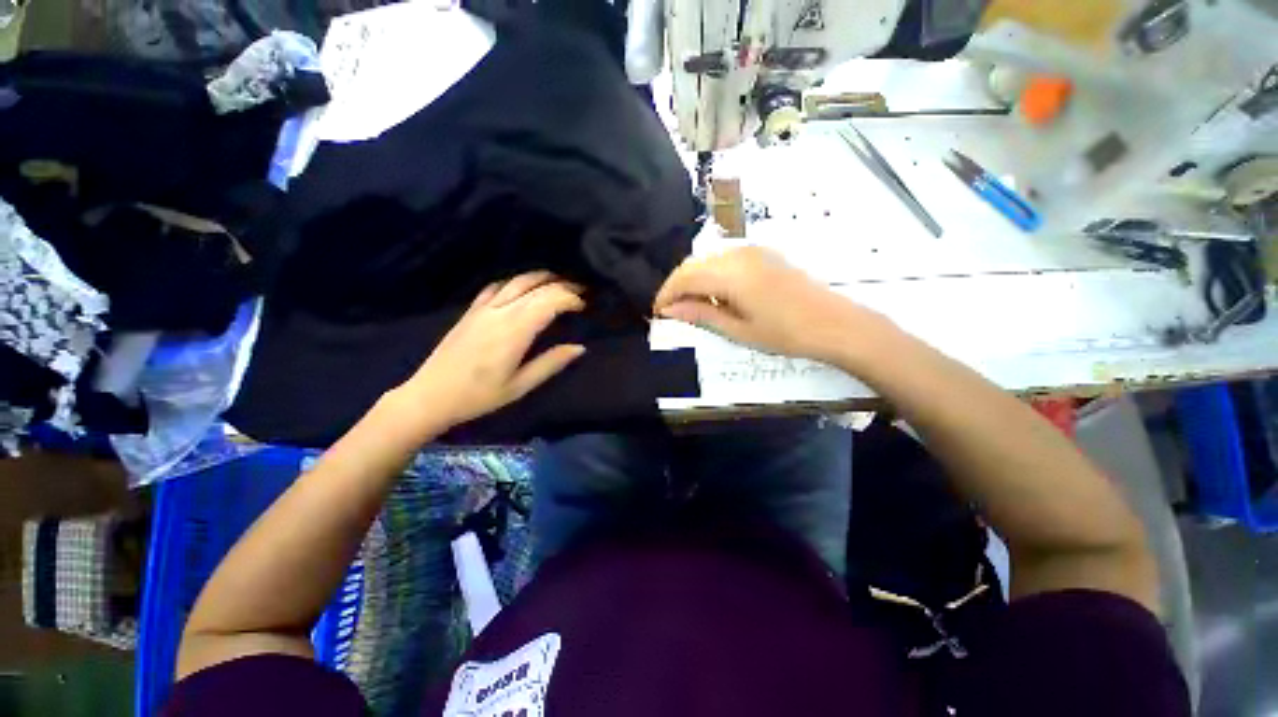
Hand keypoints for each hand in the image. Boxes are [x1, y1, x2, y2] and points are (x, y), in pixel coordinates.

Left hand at [392, 272, 586, 431]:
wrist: (430, 396)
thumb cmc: (479, 396)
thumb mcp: (520, 386)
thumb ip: (551, 363)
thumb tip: (579, 348)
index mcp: (515, 331)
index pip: (550, 301)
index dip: (570, 299)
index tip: (584, 307)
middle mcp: (501, 312)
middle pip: (537, 287)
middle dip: (563, 286)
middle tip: (580, 292)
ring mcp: (483, 309)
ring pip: (517, 281)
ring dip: (541, 278)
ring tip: (558, 281)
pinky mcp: (471, 311)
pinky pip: (496, 287)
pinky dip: (515, 282)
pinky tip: (522, 287)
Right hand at [653, 246, 876, 362]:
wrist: (835, 323)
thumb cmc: (786, 333)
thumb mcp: (738, 330)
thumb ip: (701, 315)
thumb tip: (670, 310)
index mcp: (730, 273)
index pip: (684, 277)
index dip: (666, 294)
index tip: (658, 313)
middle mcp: (738, 254)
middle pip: (693, 264)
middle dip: (677, 286)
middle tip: (672, 312)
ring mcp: (753, 250)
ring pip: (708, 259)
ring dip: (693, 280)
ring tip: (692, 306)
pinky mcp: (763, 254)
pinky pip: (725, 259)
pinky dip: (711, 274)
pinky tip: (716, 295)